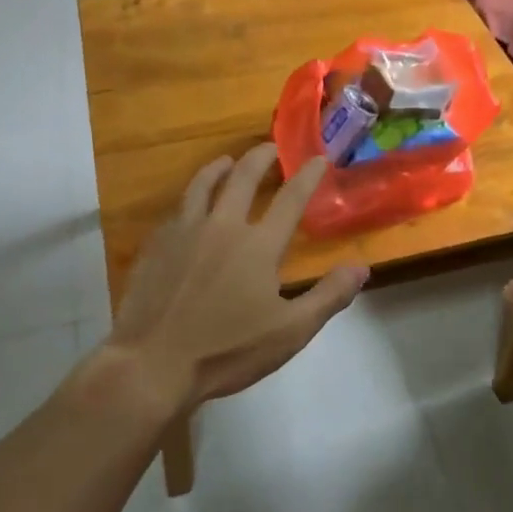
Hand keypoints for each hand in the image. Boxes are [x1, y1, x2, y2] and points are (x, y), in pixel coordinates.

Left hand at [104, 144, 368, 414]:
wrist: (151, 364)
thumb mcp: (290, 332)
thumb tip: (361, 267)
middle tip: (270, 147)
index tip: (318, 158)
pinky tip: (190, 206)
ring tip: (227, 161)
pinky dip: (190, 199)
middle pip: (243, 177)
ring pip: (203, 185)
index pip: (290, 199)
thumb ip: (328, 296)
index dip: (307, 176)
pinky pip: (177, 210)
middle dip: (261, 157)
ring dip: (219, 168)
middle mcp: (222, 226)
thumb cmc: (226, 350)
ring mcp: (184, 232)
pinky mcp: (156, 246)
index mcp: (258, 245)